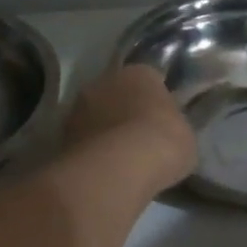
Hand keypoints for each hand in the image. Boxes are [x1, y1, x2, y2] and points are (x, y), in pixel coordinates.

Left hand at [61, 64, 197, 193]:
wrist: (119, 167)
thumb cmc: (162, 143)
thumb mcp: (185, 135)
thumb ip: (174, 127)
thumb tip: (168, 133)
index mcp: (139, 73)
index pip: (149, 80)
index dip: (155, 102)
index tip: (161, 122)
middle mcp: (103, 81)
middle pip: (116, 95)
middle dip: (125, 113)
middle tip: (139, 140)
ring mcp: (78, 109)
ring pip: (95, 118)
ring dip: (104, 133)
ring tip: (120, 160)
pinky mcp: (62, 137)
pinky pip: (84, 143)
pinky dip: (92, 154)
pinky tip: (105, 173)